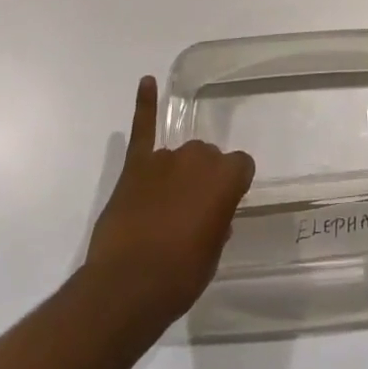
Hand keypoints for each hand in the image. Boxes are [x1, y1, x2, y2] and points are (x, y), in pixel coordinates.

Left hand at [83, 76, 255, 323]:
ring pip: (179, 155)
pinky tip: (146, 81)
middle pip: (207, 158)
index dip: (234, 186)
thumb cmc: (180, 277)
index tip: (226, 205)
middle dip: (203, 178)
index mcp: (225, 178)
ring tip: (166, 205)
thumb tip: (213, 216)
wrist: (127, 287)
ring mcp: (164, 158)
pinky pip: (142, 129)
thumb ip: (217, 224)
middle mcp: (198, 158)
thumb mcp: (212, 255)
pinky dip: (145, 104)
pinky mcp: (135, 166)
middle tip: (193, 212)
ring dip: (177, 172)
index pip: (241, 167)